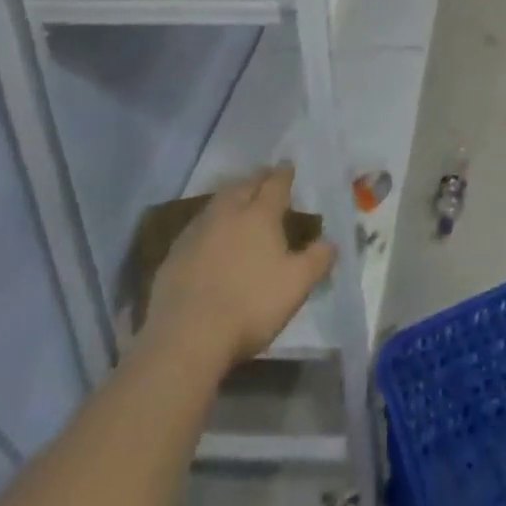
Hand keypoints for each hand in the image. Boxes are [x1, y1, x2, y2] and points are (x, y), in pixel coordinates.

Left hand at [142, 166, 335, 369]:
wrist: (185, 338)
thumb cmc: (250, 306)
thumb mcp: (297, 285)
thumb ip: (318, 259)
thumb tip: (332, 242)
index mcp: (260, 214)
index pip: (275, 183)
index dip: (284, 174)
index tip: (288, 167)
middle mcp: (228, 213)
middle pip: (244, 185)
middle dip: (257, 179)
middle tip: (265, 178)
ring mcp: (197, 232)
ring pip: (218, 202)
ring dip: (231, 196)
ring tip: (238, 201)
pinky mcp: (174, 255)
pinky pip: (196, 227)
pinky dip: (209, 223)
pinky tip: (210, 237)